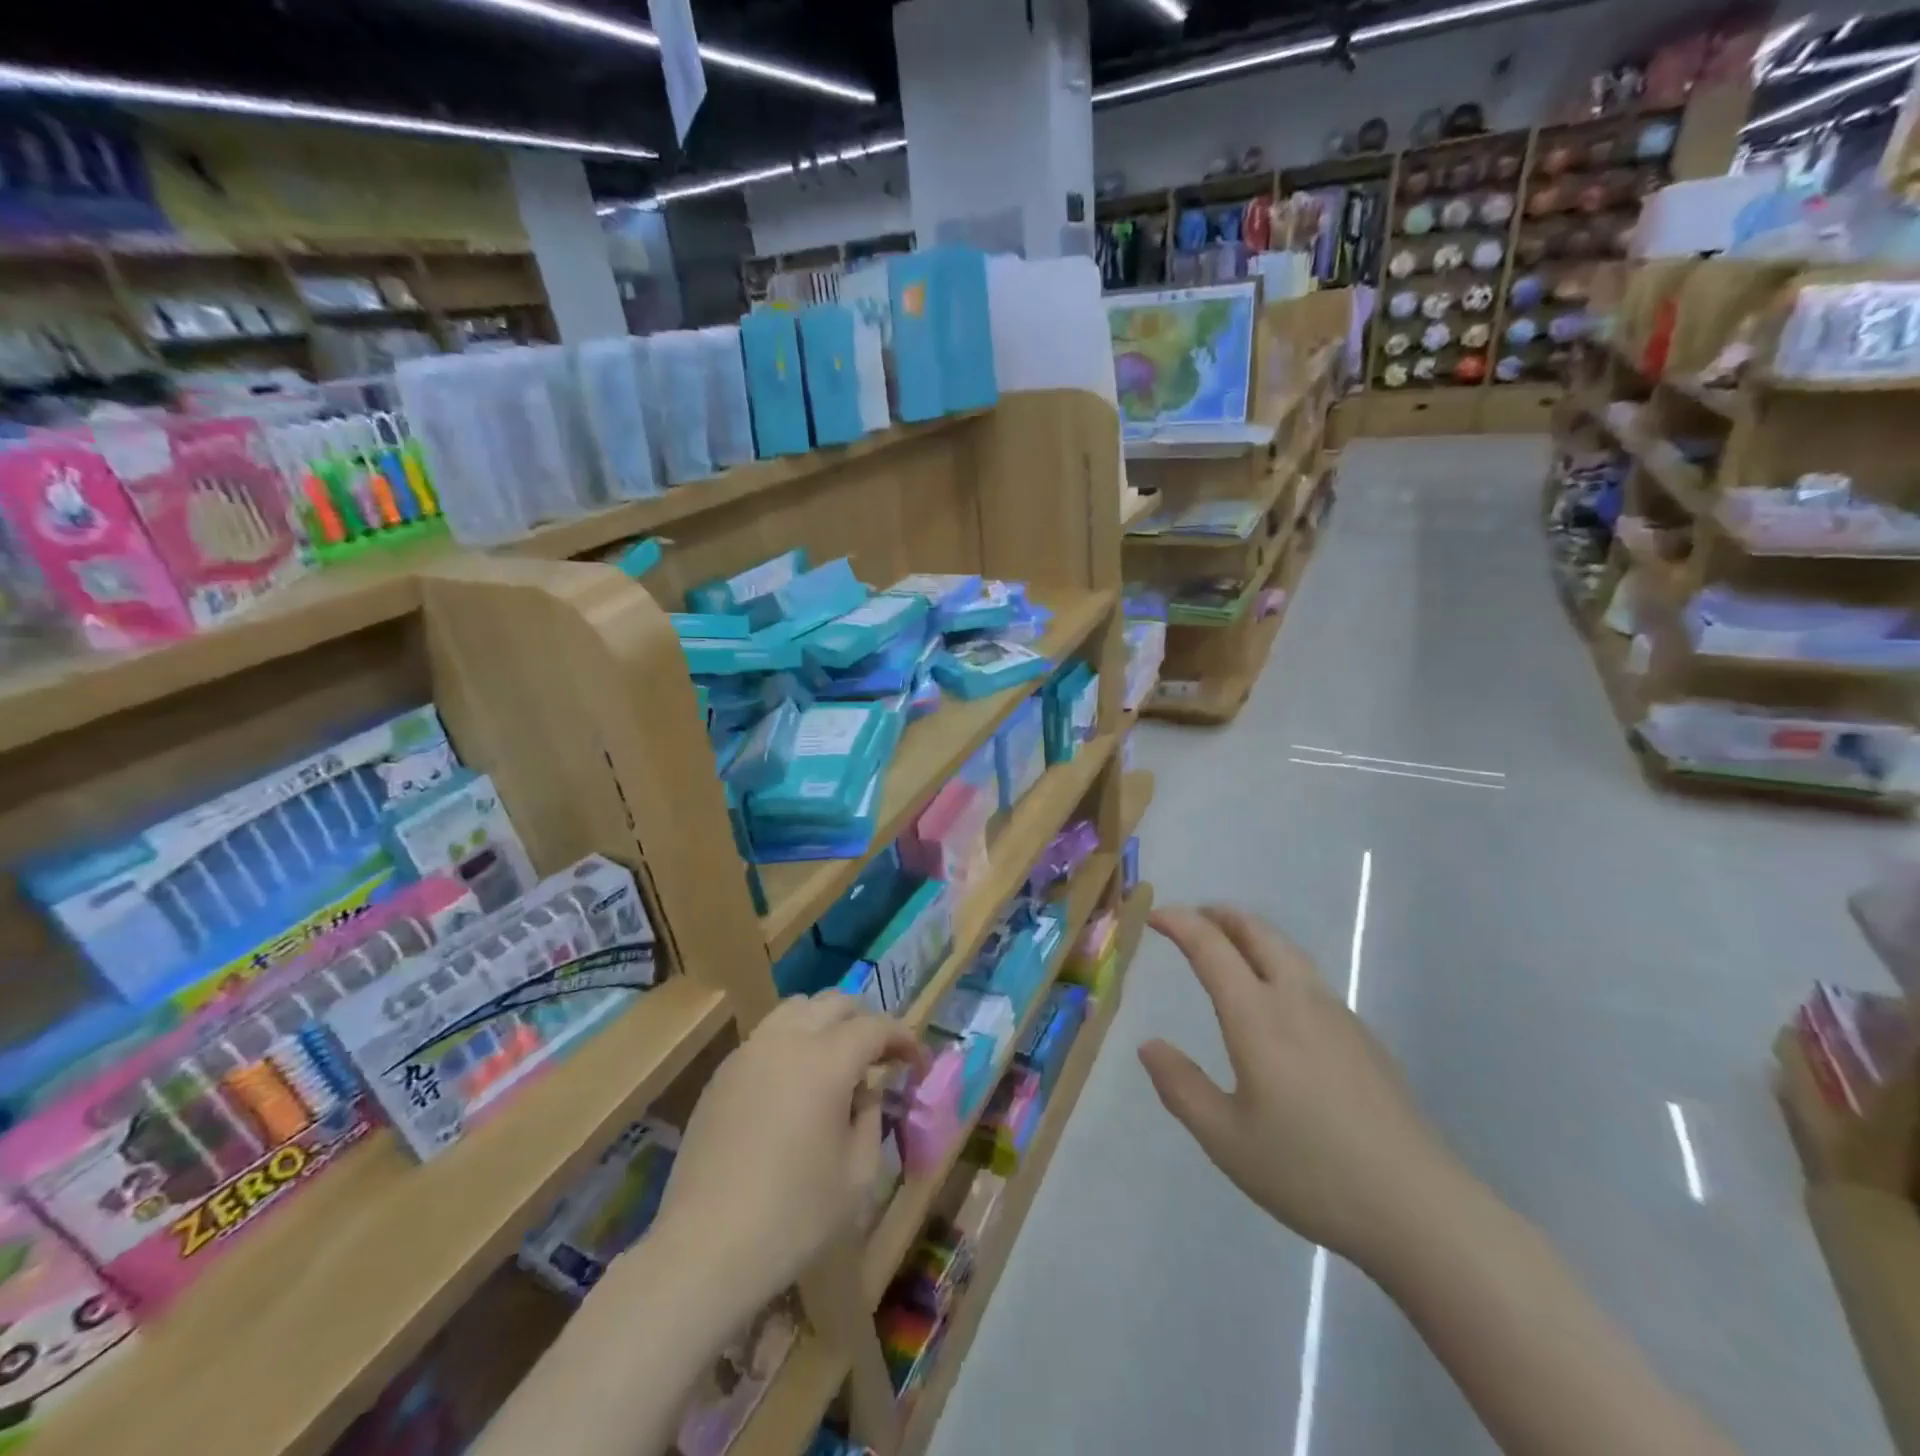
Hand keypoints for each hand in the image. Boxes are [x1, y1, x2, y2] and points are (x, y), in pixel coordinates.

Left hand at [651, 993, 920, 1312]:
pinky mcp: (723, 1073)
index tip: (919, 1063)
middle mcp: (787, 1041)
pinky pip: (768, 1035)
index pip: (876, 1027)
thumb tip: (865, 1091)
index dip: (904, 1039)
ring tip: (840, 1058)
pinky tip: (797, 1081)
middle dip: (867, 1021)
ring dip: (828, 1021)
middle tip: (883, 1056)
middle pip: (837, 1002)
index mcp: (826, 1061)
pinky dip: (794, 1039)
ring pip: (798, 1008)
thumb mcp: (857, 1175)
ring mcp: (749, 1052)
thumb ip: (870, 1118)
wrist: (704, 1250)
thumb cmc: (793, 1218)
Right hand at [1139, 905, 1460, 1270]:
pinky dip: (1279, 966)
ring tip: (1230, 949)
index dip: (1179, 923)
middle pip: (1257, 932)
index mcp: (1257, 1016)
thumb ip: (1181, 1086)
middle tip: (1192, 918)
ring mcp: (1337, 1016)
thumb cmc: (1310, 1172)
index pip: (1211, 947)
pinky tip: (1278, 1006)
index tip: (1154, 915)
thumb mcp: (1226, 1139)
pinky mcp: (1364, 1038)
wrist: (1420, 1209)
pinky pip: (1310, 980)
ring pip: (1288, 952)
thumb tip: (1149, 1045)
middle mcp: (1297, 999)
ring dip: (1252, 937)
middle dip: (1221, 916)